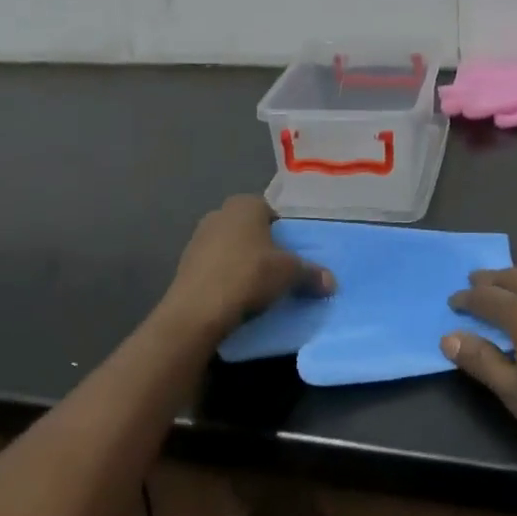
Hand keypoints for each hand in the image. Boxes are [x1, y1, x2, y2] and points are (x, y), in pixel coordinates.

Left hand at [162, 196, 333, 340]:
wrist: (196, 311)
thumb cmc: (248, 275)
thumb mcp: (289, 274)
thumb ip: (311, 273)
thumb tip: (332, 282)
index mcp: (245, 204)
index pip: (272, 212)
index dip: (285, 233)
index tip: (293, 256)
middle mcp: (219, 213)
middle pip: (251, 230)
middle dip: (264, 248)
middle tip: (280, 272)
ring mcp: (198, 238)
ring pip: (231, 248)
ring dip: (243, 263)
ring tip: (258, 289)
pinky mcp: (184, 265)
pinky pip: (215, 267)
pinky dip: (226, 278)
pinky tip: (235, 298)